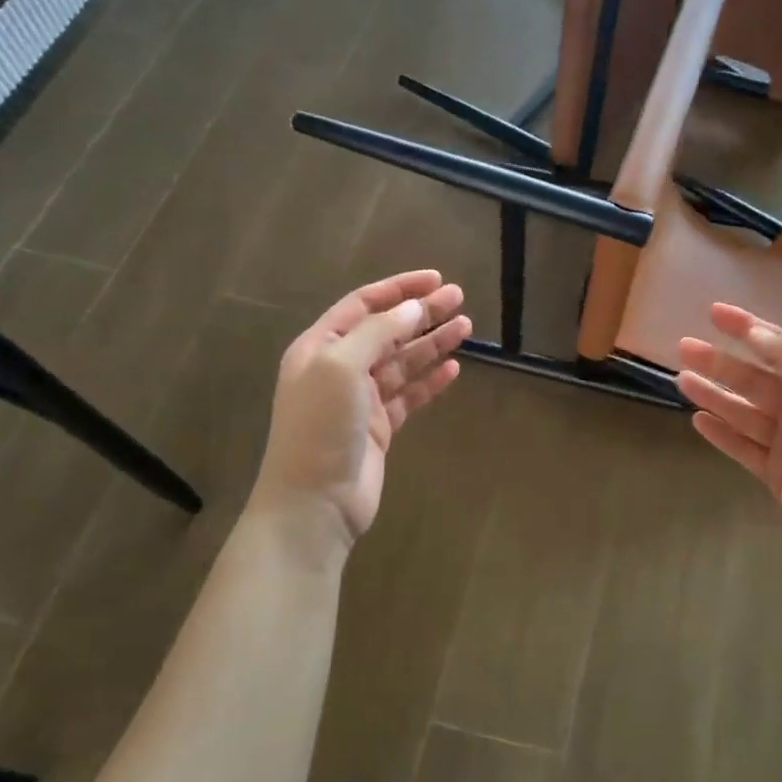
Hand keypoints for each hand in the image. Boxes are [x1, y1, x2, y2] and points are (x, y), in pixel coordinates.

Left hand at [254, 270, 470, 545]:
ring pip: (402, 362)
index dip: (399, 289)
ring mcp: (360, 399)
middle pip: (388, 331)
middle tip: (460, 299)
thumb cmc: (321, 427)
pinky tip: (454, 370)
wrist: (314, 502)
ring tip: (466, 327)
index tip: (436, 280)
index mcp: (320, 347)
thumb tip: (413, 308)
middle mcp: (339, 368)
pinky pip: (409, 396)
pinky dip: (430, 382)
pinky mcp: (380, 427)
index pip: (363, 305)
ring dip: (432, 344)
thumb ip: (379, 333)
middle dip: (422, 313)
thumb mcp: (342, 367)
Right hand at [679, 303, 781, 594]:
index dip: (747, 326)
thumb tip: (758, 331)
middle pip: (756, 377)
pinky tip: (697, 420)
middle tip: (684, 347)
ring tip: (680, 380)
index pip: (781, 345)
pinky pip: (743, 445)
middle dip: (721, 362)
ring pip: (745, 411)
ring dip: (714, 394)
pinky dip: (721, 432)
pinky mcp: (777, 472)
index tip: (714, 312)